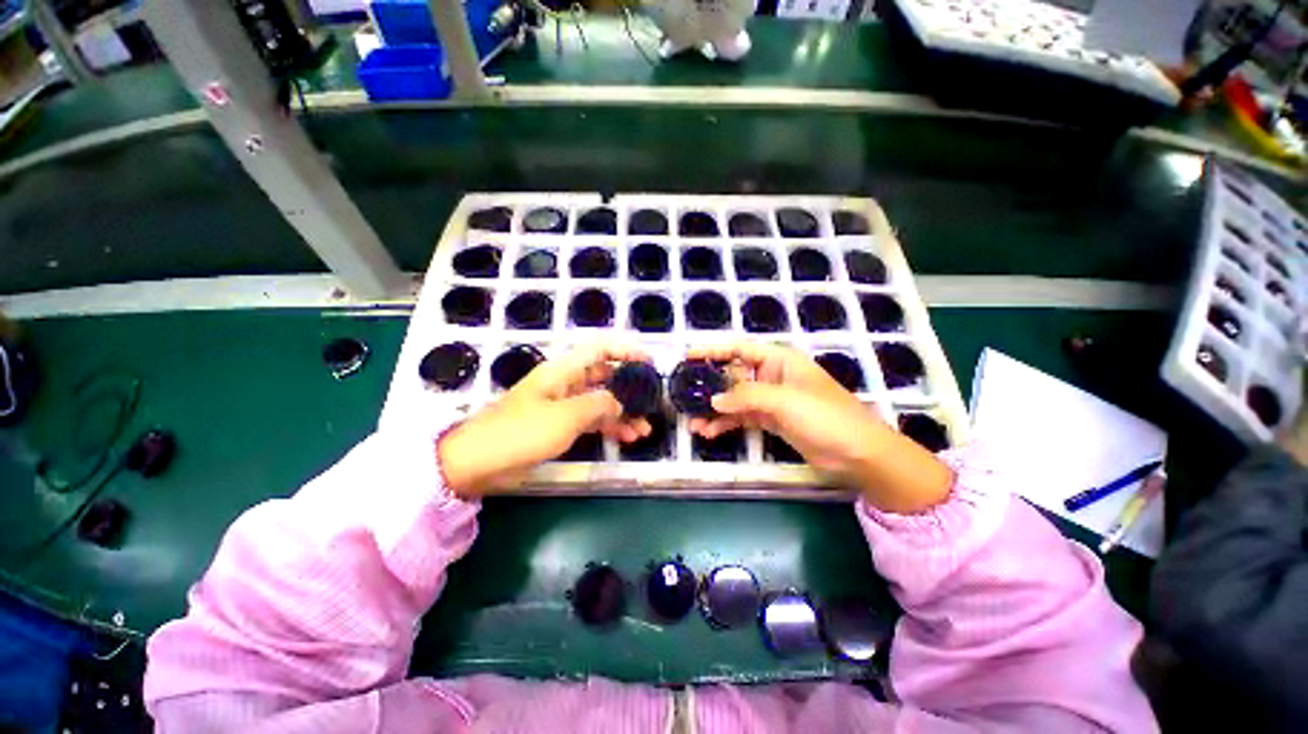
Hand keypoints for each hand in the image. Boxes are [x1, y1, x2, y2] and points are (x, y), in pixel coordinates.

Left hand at [439, 344, 652, 497]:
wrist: (477, 463)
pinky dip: (609, 427)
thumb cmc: (520, 433)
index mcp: (563, 371)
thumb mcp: (564, 417)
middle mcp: (566, 382)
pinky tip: (626, 438)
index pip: (600, 348)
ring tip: (644, 429)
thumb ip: (598, 405)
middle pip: (605, 376)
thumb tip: (620, 401)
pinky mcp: (560, 425)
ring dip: (623, 412)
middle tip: (651, 402)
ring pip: (602, 401)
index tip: (649, 363)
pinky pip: (592, 420)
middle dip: (629, 388)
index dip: (626, 350)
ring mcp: (563, 405)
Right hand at [687, 342, 952, 513]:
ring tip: (692, 422)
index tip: (687, 356)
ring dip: (713, 410)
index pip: (738, 349)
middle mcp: (771, 376)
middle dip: (708, 386)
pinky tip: (709, 432)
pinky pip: (741, 418)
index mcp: (778, 360)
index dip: (712, 350)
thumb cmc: (825, 416)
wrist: (857, 453)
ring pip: (734, 400)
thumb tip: (713, 400)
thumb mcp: (784, 400)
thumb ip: (746, 396)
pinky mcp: (770, 420)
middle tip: (683, 395)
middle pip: (732, 375)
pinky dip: (725, 424)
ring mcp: (770, 399)